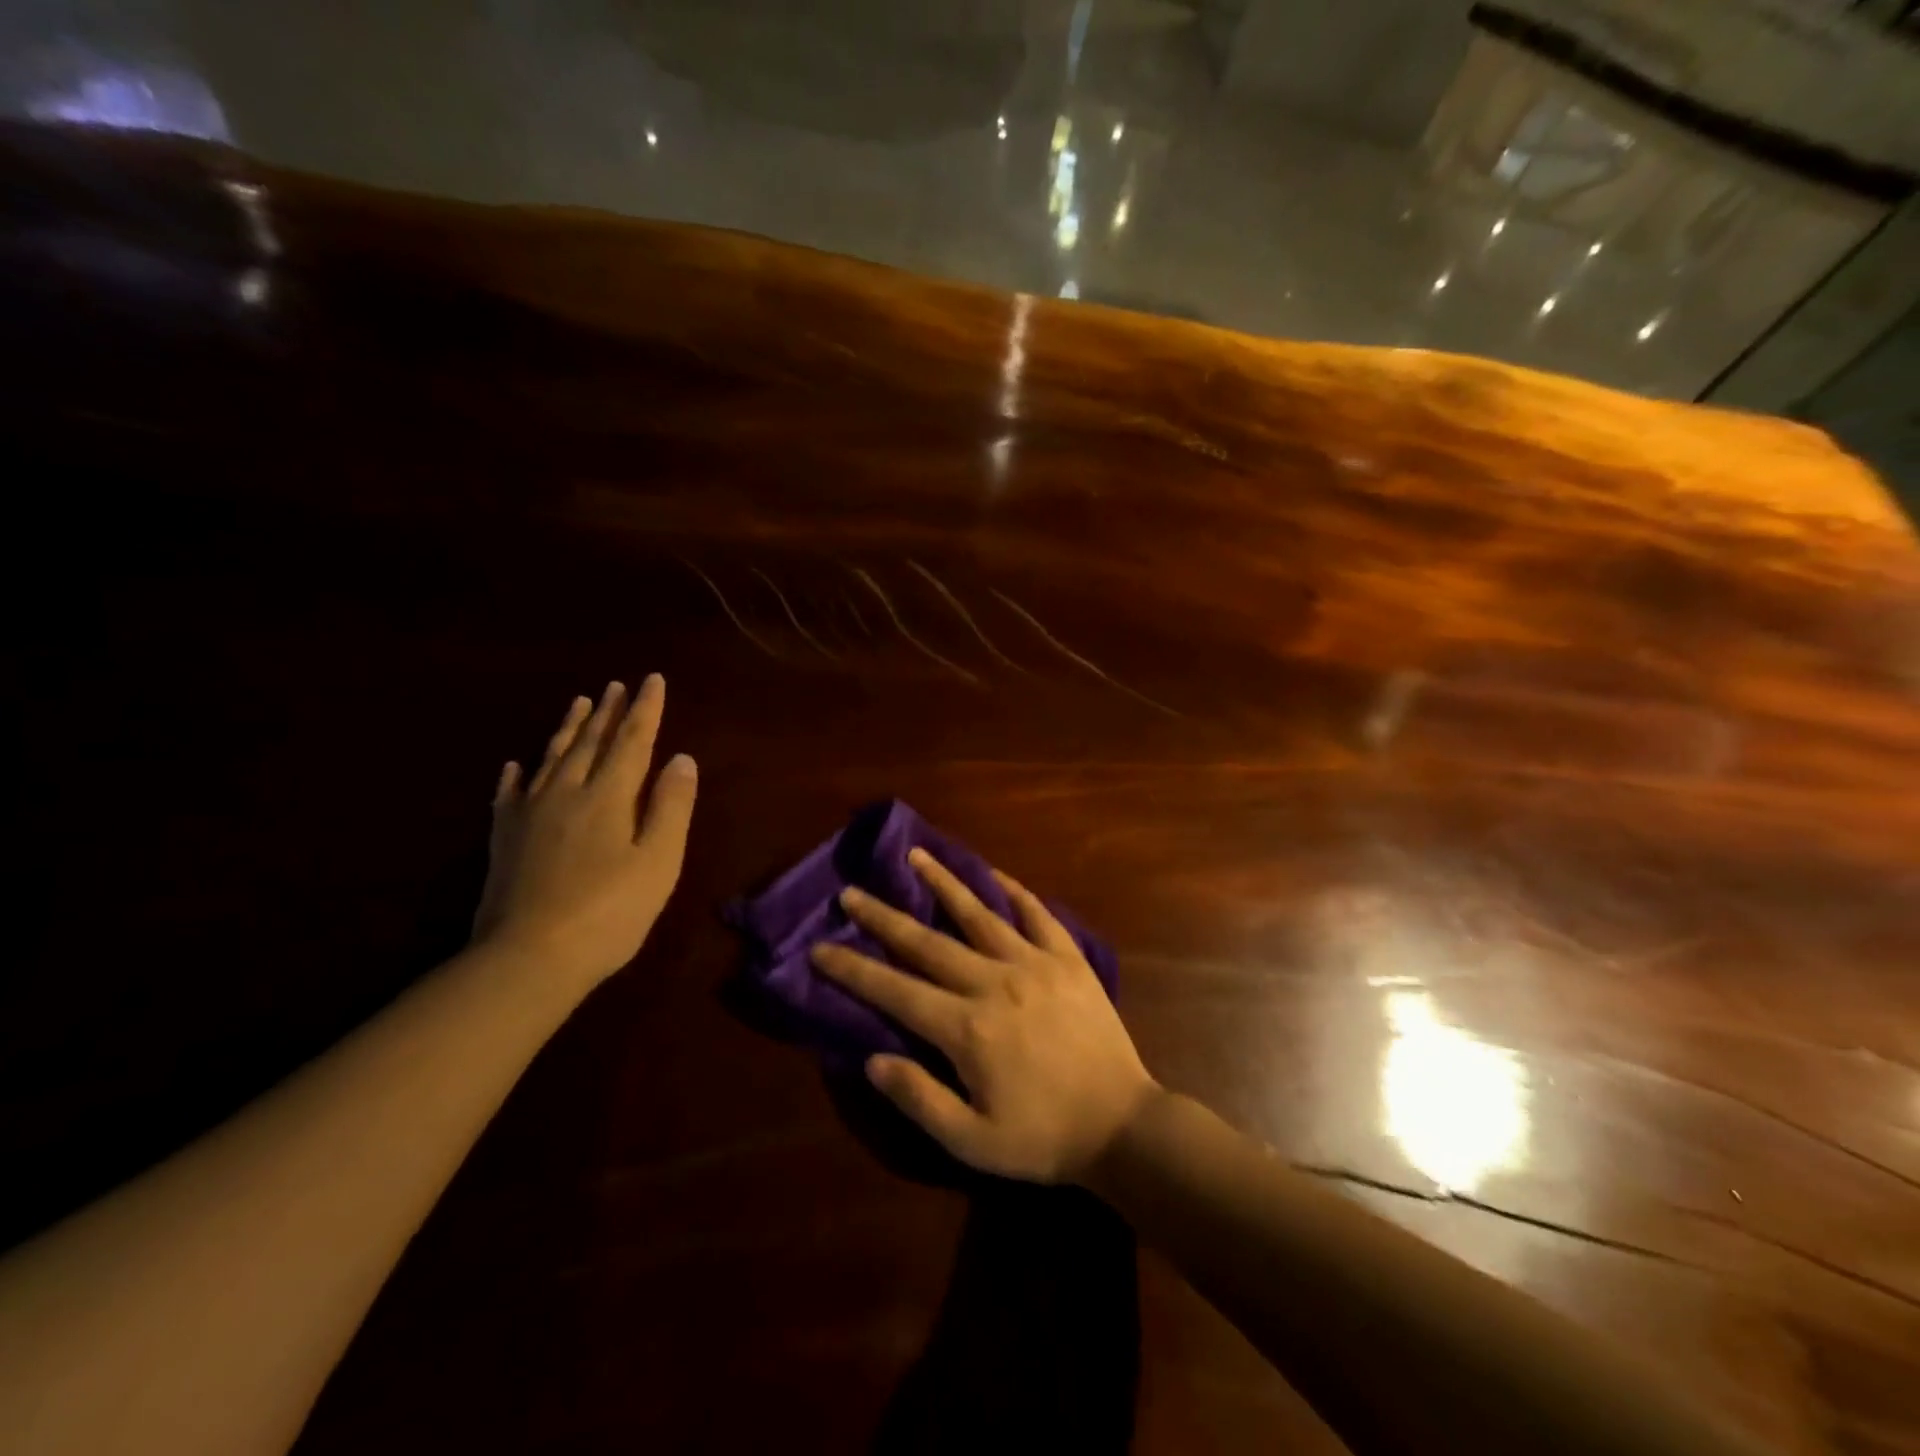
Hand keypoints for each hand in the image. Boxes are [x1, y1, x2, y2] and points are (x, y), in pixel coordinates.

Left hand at [472, 676, 697, 990]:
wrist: (528, 958)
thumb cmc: (609, 912)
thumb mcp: (658, 861)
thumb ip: (671, 807)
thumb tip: (682, 758)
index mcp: (609, 797)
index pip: (632, 742)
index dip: (645, 710)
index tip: (653, 680)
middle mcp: (567, 793)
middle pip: (590, 743)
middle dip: (607, 712)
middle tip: (615, 685)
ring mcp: (530, 815)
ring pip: (552, 759)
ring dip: (568, 729)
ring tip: (578, 703)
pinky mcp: (505, 840)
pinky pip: (510, 794)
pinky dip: (516, 774)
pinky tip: (516, 764)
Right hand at [811, 850, 1158, 1183]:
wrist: (1122, 1125)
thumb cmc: (1043, 1138)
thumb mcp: (972, 1141)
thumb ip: (919, 1098)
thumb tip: (871, 1060)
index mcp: (966, 1028)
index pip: (895, 991)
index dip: (853, 970)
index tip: (820, 947)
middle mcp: (994, 982)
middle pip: (928, 942)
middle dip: (884, 917)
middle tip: (851, 892)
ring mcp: (1034, 963)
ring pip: (979, 914)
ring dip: (943, 883)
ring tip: (915, 856)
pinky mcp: (1068, 958)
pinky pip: (1037, 914)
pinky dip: (1013, 891)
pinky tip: (994, 874)